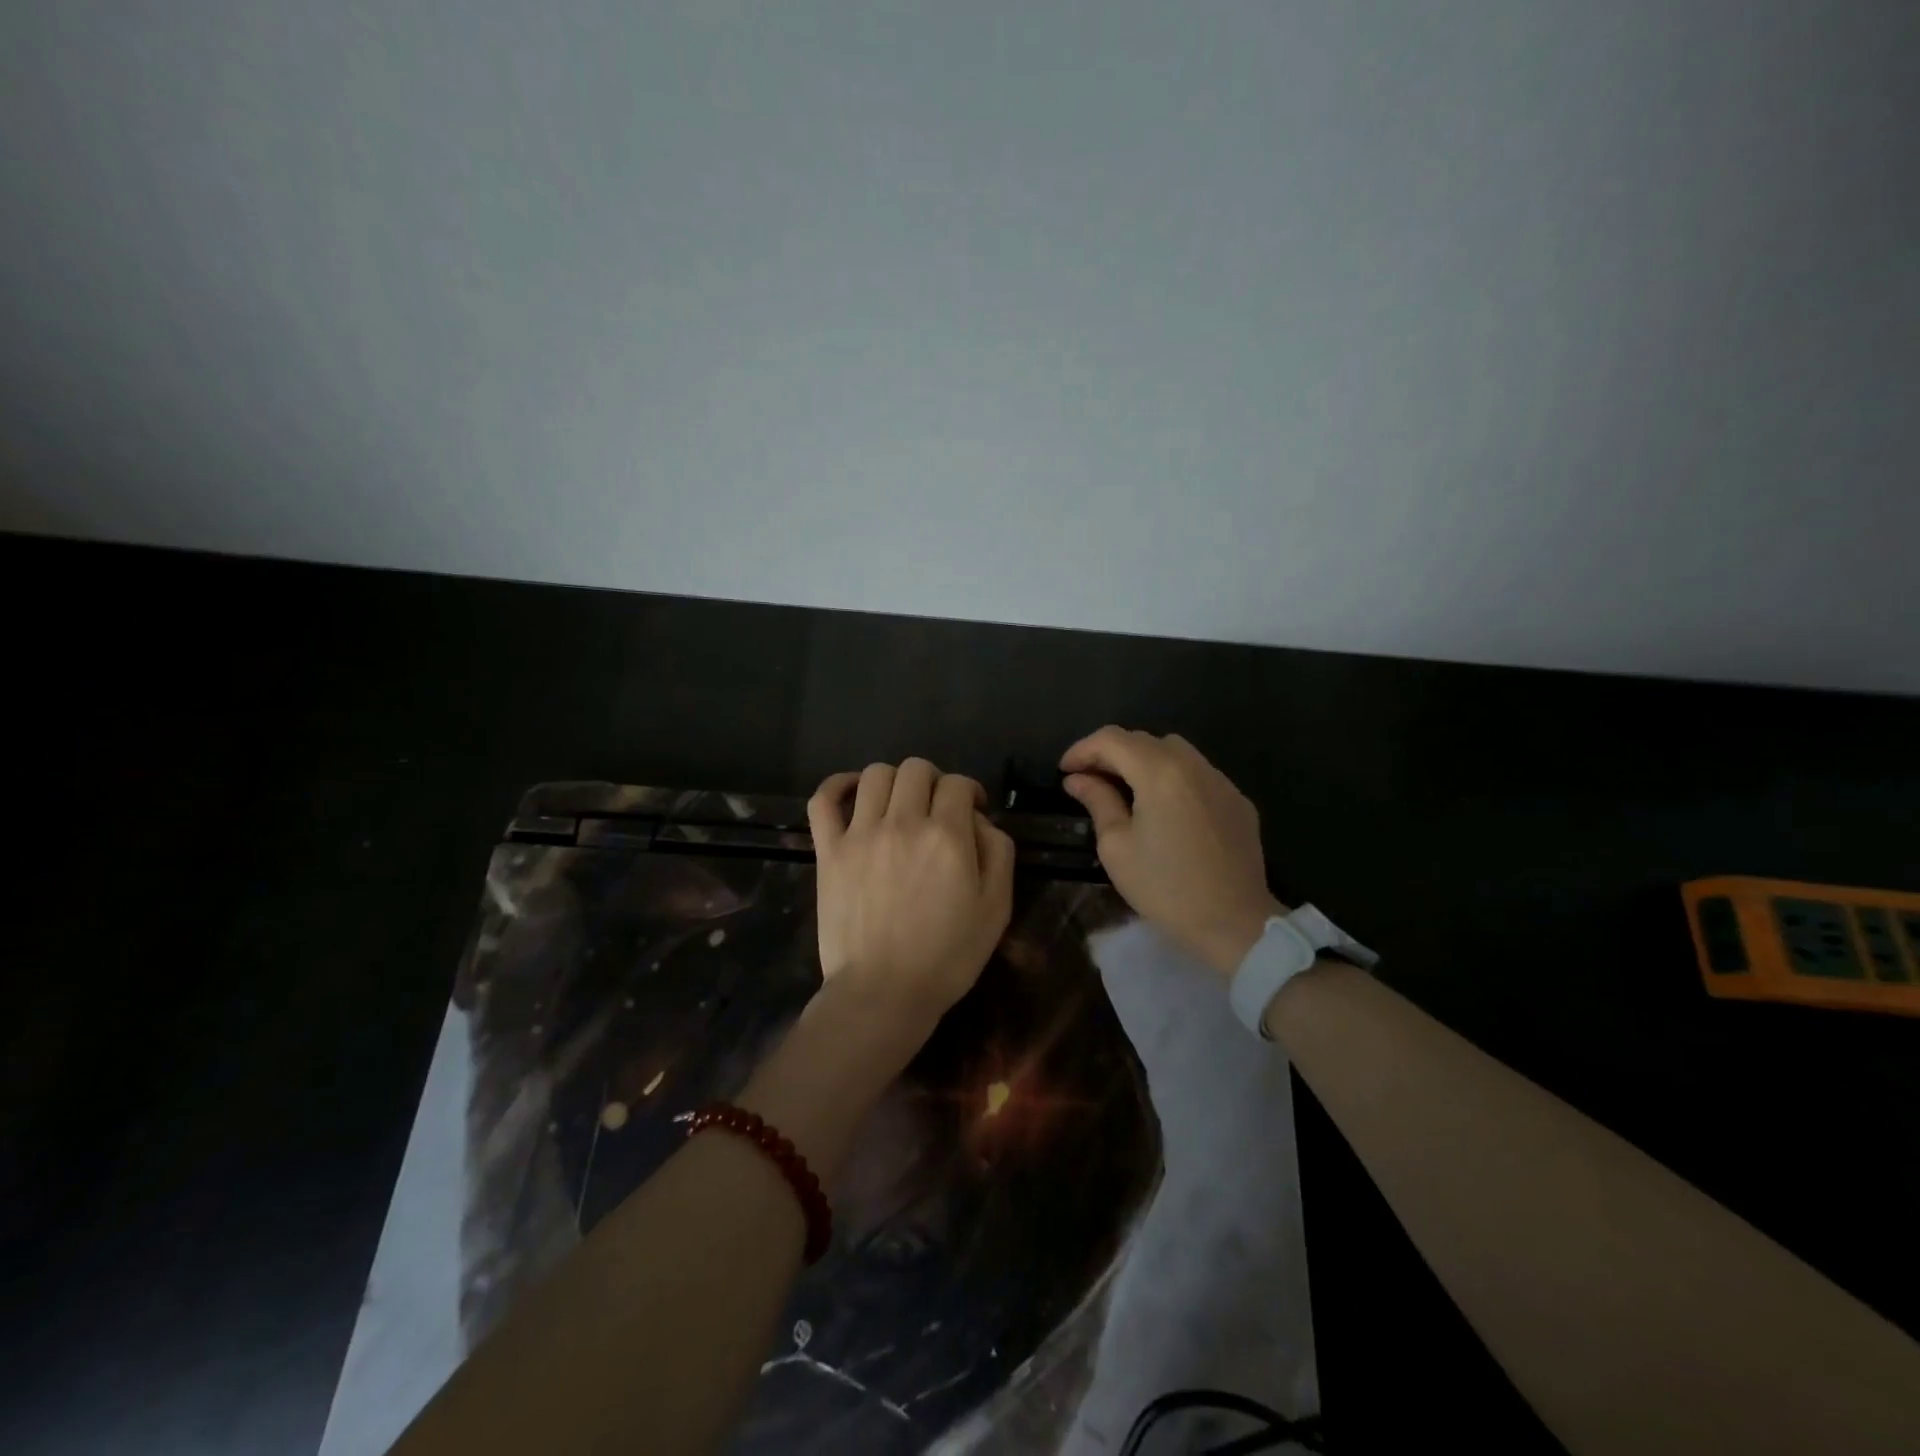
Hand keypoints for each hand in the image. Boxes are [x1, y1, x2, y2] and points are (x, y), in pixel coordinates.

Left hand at [806, 759, 1015, 1060]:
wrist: (883, 992)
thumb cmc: (947, 956)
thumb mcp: (996, 908)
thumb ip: (998, 852)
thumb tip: (979, 820)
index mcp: (947, 836)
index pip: (958, 784)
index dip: (970, 792)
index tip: (971, 812)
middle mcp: (903, 823)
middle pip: (917, 769)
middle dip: (934, 781)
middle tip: (937, 808)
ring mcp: (860, 833)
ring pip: (875, 774)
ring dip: (894, 780)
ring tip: (900, 804)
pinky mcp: (829, 850)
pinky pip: (823, 799)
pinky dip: (838, 785)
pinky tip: (852, 792)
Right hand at [1059, 726, 1280, 975]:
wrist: (1234, 923)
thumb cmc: (1165, 887)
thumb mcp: (1117, 846)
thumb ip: (1098, 802)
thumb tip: (1078, 780)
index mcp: (1159, 772)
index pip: (1112, 739)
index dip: (1082, 749)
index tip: (1065, 771)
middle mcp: (1193, 765)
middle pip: (1144, 740)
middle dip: (1111, 753)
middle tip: (1089, 780)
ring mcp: (1221, 781)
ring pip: (1175, 752)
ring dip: (1144, 761)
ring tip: (1125, 789)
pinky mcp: (1238, 801)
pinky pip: (1198, 774)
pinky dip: (1173, 778)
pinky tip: (1165, 808)